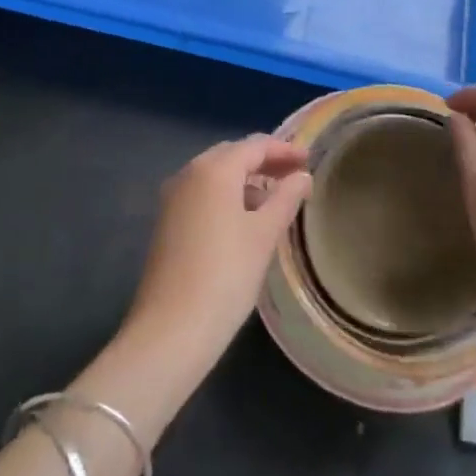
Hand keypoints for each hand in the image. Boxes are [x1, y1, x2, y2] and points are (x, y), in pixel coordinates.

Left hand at [124, 135, 311, 370]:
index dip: (284, 150)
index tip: (309, 161)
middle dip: (264, 162)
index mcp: (214, 169)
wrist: (170, 330)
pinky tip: (244, 220)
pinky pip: (202, 194)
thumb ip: (286, 198)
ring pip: (216, 175)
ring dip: (245, 180)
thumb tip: (302, 176)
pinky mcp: (167, 221)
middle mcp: (189, 173)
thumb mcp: (264, 235)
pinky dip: (226, 196)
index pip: (255, 145)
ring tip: (274, 201)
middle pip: (233, 155)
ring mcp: (173, 197)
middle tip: (293, 177)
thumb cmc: (226, 275)